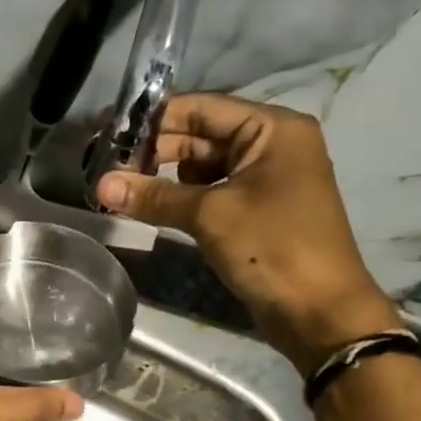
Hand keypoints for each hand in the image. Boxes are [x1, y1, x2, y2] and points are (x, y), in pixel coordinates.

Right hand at [94, 93, 398, 369]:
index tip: (110, 134)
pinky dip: (184, 198)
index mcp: (272, 128)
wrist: (320, 312)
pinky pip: (213, 191)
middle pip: (201, 134)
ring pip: (204, 165)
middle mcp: (272, 144)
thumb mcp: (210, 216)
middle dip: (156, 151)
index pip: (201, 108)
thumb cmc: (273, 248)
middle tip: (108, 168)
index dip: (154, 119)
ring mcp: (266, 178)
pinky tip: (153, 209)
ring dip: (166, 177)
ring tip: (125, 190)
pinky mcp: (258, 209)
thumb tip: (100, 184)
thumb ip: (155, 196)